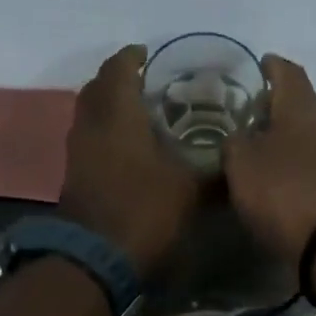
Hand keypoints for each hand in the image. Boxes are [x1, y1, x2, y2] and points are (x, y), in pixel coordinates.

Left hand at [58, 45, 204, 275]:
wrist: (96, 259)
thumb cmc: (145, 211)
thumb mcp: (191, 191)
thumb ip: (215, 172)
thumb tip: (240, 162)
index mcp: (117, 113)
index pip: (120, 68)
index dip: (135, 58)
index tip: (152, 56)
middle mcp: (90, 124)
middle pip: (98, 88)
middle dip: (120, 81)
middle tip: (148, 87)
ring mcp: (78, 153)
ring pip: (91, 116)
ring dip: (111, 111)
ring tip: (142, 118)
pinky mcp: (75, 178)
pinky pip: (90, 143)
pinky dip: (106, 137)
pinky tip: (130, 152)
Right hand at [222, 54, 315, 266]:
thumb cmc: (283, 190)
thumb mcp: (242, 163)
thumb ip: (235, 143)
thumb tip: (238, 138)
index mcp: (301, 107)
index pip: (288, 73)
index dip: (272, 66)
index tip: (259, 64)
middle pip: (302, 105)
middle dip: (279, 106)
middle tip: (253, 113)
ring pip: (309, 137)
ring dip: (288, 139)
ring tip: (261, 149)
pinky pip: (315, 165)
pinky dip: (297, 165)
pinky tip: (280, 178)